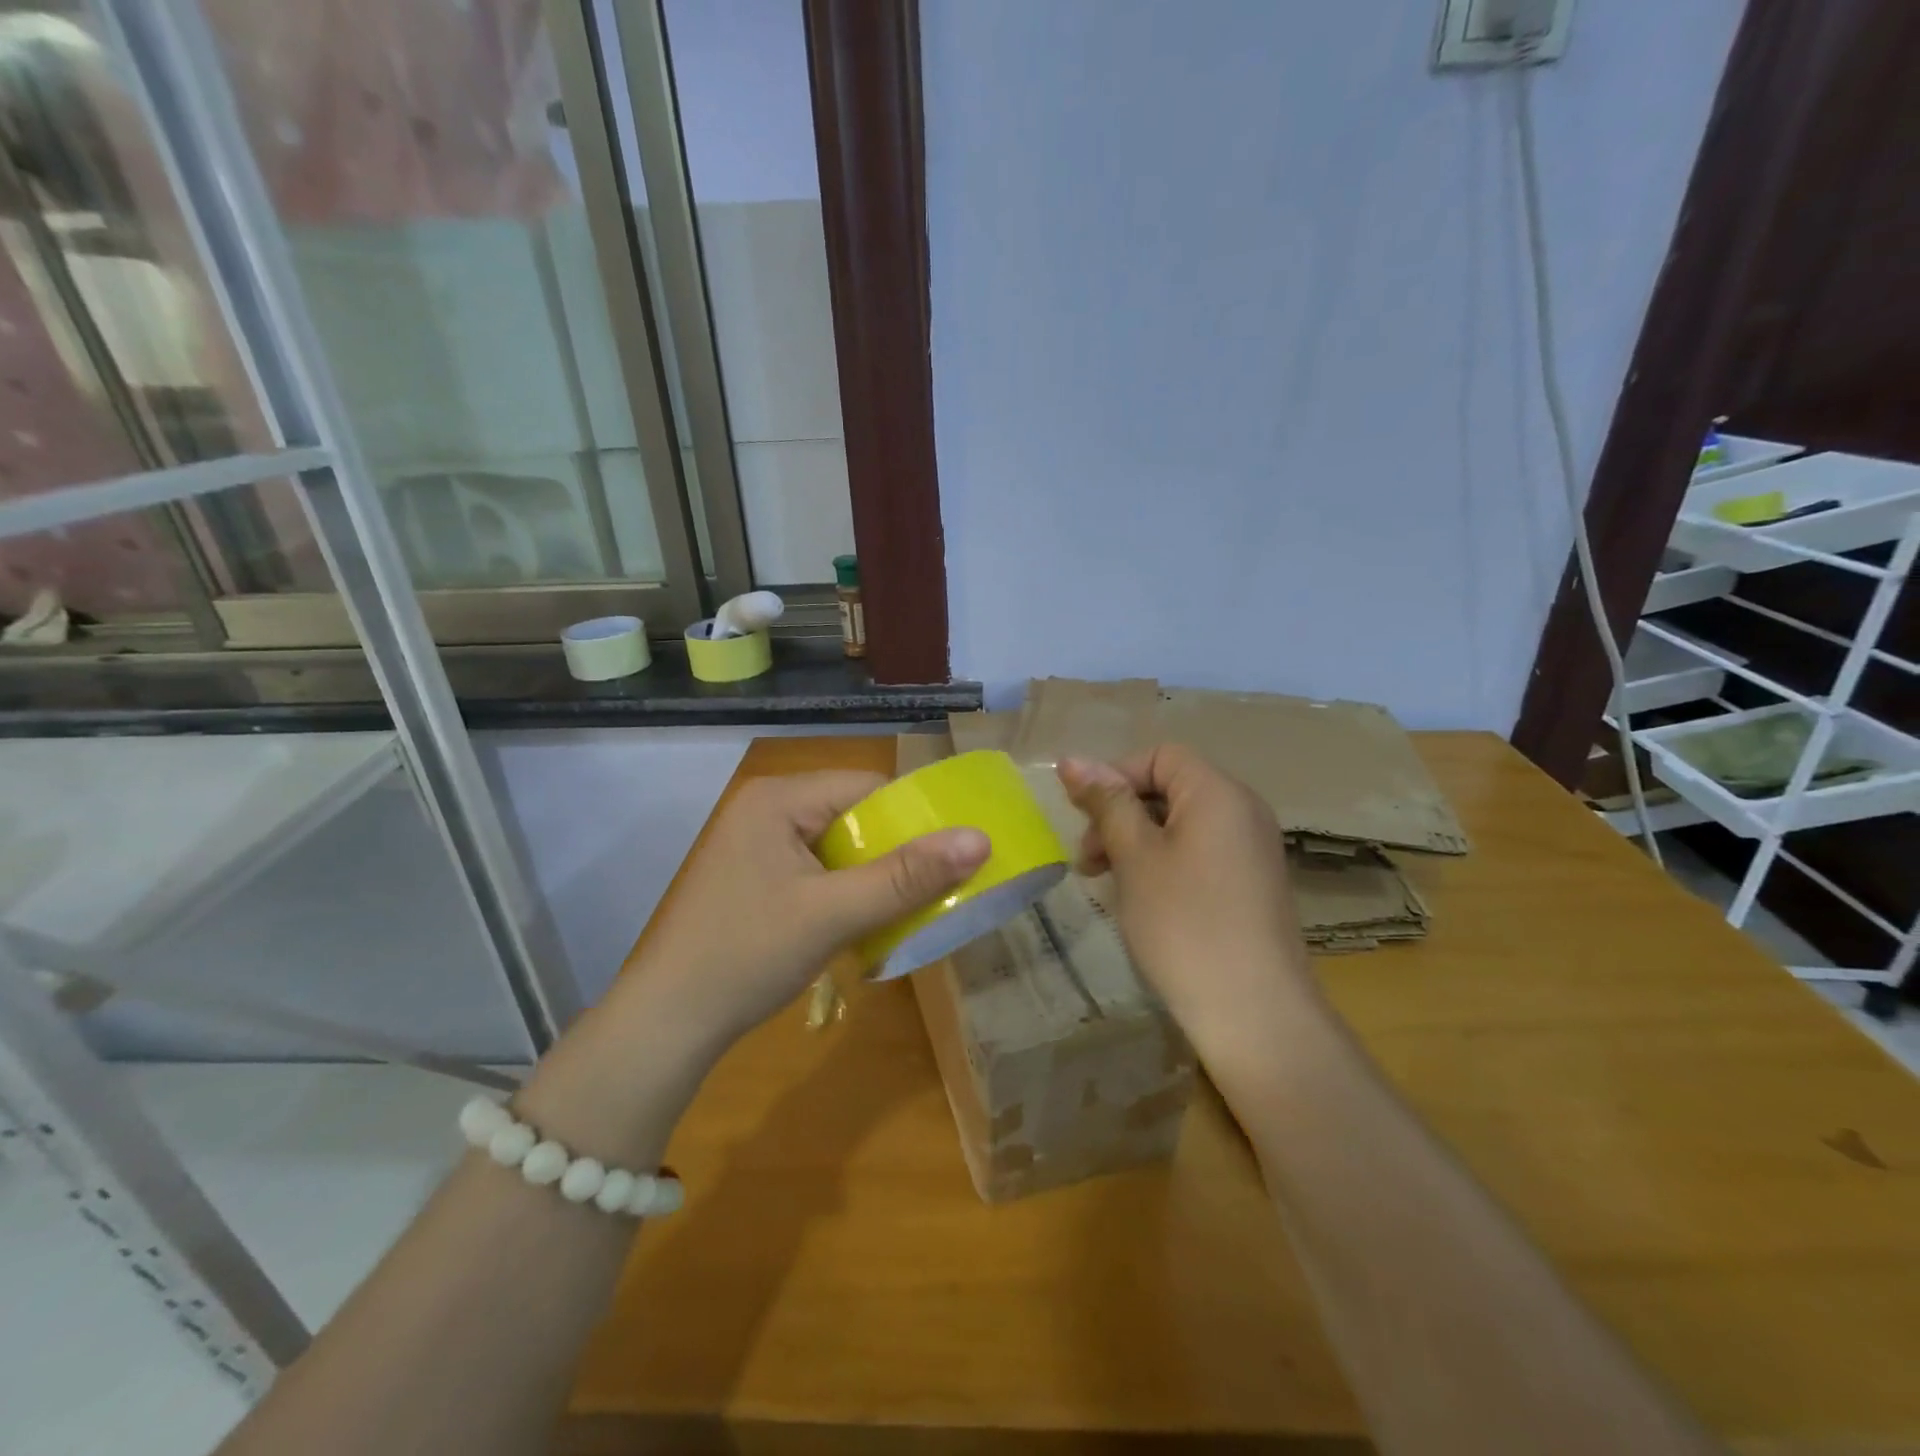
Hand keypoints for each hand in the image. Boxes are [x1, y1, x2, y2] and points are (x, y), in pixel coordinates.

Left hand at [619, 770, 989, 1061]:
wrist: (667, 1024)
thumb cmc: (747, 956)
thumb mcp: (834, 914)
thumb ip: (907, 876)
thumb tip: (980, 839)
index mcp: (779, 798)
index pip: (867, 787)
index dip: (914, 818)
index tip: (953, 855)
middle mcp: (767, 808)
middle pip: (854, 814)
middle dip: (895, 851)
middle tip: (937, 888)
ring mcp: (757, 843)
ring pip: (839, 845)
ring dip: (873, 876)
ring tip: (909, 907)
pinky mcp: (756, 876)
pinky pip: (818, 869)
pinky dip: (847, 891)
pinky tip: (865, 921)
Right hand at [1058, 746, 1318, 1079]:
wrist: (1254, 1013)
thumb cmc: (1185, 924)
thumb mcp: (1135, 857)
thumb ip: (1106, 803)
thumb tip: (1072, 759)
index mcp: (1218, 792)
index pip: (1160, 756)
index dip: (1114, 776)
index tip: (1082, 817)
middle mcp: (1243, 810)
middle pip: (1170, 787)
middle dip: (1120, 812)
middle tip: (1087, 859)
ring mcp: (1252, 849)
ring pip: (1181, 823)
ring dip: (1136, 841)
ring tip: (1106, 882)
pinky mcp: (1251, 884)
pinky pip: (1200, 852)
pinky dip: (1163, 862)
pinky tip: (1142, 899)